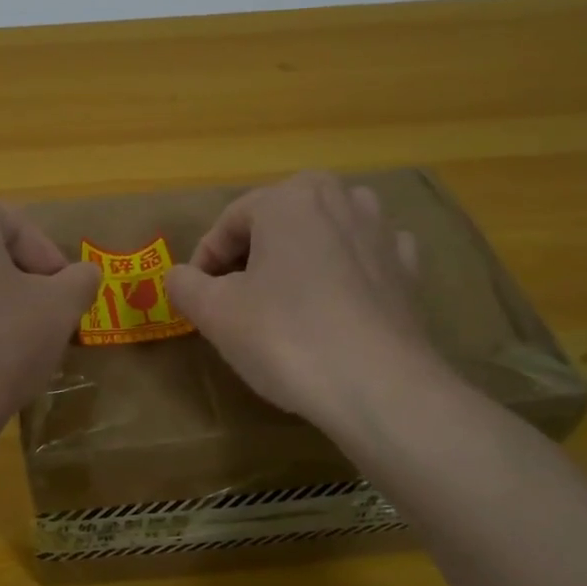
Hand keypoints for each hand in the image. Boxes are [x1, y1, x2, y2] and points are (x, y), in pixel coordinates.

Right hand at [165, 172, 450, 431]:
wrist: (378, 387)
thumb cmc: (286, 337)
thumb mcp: (215, 313)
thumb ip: (186, 284)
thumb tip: (179, 276)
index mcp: (289, 199)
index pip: (230, 222)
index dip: (206, 259)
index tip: (196, 296)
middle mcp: (339, 199)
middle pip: (279, 219)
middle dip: (253, 252)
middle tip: (236, 296)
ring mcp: (381, 231)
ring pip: (326, 231)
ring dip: (301, 254)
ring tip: (285, 296)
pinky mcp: (408, 269)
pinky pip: (366, 256)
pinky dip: (347, 270)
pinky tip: (337, 300)